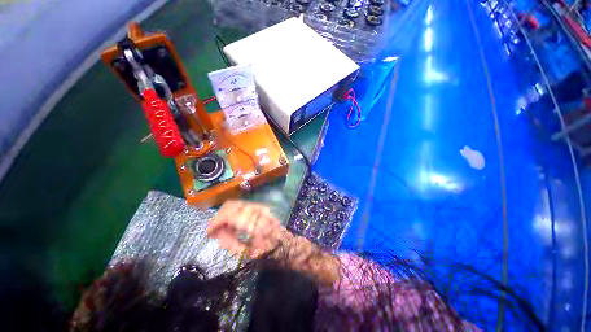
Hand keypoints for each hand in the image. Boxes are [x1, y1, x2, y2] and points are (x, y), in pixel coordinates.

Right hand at [207, 201, 288, 258]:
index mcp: (254, 223)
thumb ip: (230, 243)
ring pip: (237, 204)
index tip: (208, 233)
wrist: (290, 247)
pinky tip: (234, 225)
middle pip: (232, 205)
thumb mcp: (248, 256)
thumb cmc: (271, 255)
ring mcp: (261, 207)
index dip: (215, 222)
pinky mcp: (263, 208)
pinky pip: (244, 206)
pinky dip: (235, 213)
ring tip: (223, 229)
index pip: (229, 214)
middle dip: (219, 216)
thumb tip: (217, 232)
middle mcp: (257, 210)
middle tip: (214, 231)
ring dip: (227, 214)